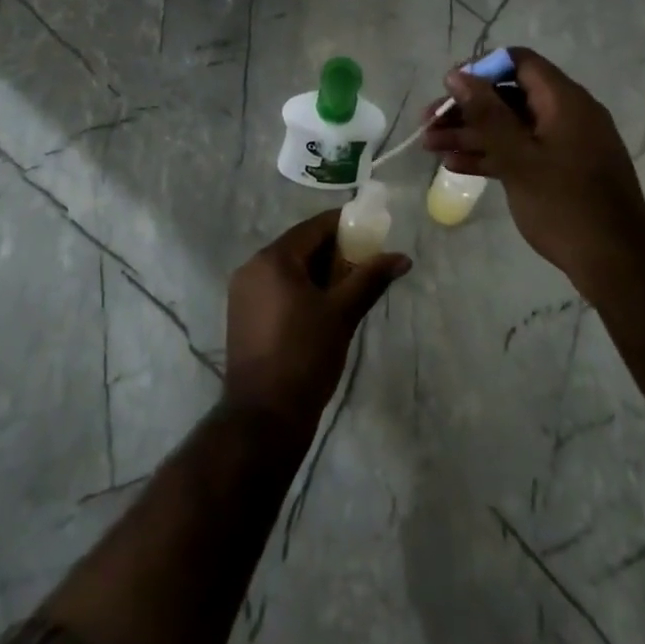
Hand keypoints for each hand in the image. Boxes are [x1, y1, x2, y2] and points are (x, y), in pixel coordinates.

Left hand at [225, 211, 408, 435]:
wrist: (264, 417)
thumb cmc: (305, 356)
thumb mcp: (342, 314)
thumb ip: (370, 279)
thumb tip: (402, 258)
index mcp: (273, 259)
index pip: (314, 227)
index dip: (345, 227)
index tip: (372, 234)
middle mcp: (252, 266)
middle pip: (300, 246)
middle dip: (333, 252)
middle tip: (366, 265)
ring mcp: (243, 291)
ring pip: (288, 268)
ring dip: (318, 272)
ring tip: (349, 288)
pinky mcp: (242, 314)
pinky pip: (276, 287)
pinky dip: (300, 288)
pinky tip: (322, 307)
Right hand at [422, 48, 644, 295]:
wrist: (616, 264)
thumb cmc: (564, 204)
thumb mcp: (518, 157)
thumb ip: (486, 113)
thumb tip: (457, 75)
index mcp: (565, 101)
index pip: (518, 63)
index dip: (480, 69)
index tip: (448, 87)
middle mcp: (568, 114)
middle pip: (509, 96)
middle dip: (467, 108)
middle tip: (429, 123)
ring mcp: (566, 143)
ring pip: (512, 126)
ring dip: (472, 134)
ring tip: (431, 147)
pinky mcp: (563, 170)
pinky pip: (523, 150)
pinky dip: (493, 154)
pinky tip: (456, 166)